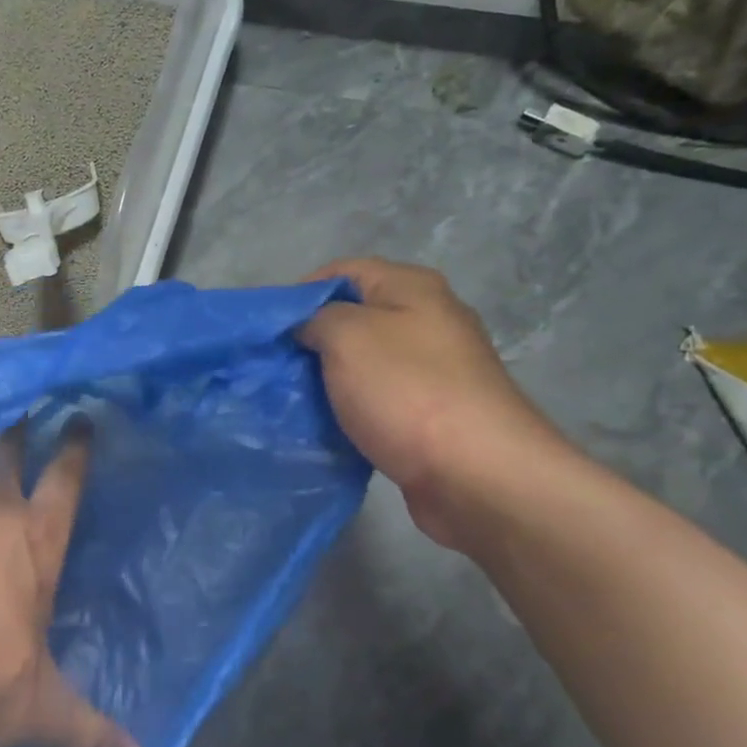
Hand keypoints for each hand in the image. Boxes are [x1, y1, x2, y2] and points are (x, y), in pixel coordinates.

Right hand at [301, 258, 576, 549]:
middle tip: (275, 367)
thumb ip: (315, 319)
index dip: (300, 294)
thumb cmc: (406, 391)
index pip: (342, 272)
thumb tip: (307, 328)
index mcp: (412, 287)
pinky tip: (328, 427)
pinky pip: (380, 401)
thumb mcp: (346, 336)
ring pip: (365, 363)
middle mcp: (429, 320)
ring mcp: (436, 370)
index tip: (269, 330)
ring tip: (293, 399)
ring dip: (330, 379)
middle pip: (354, 318)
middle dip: (312, 340)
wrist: (477, 475)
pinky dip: (352, 410)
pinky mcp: (434, 414)